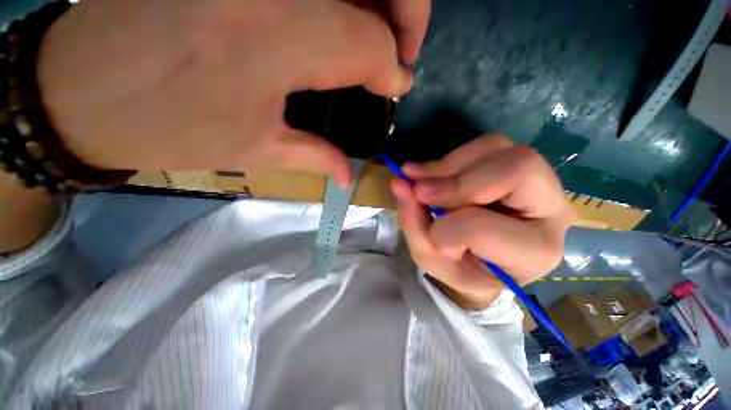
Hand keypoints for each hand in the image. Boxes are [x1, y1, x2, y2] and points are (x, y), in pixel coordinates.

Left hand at [37, 0, 429, 186]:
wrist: (81, 89)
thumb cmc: (167, 127)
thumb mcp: (256, 150)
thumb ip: (319, 156)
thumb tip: (350, 174)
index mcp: (275, 38)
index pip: (369, 43)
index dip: (393, 66)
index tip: (399, 85)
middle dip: (404, 15)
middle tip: (399, 54)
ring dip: (376, 1)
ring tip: (376, 39)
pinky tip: (340, 17)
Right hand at [392, 135, 572, 308]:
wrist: (481, 257)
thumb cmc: (462, 266)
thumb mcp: (432, 258)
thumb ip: (413, 223)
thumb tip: (399, 183)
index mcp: (533, 252)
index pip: (483, 228)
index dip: (445, 229)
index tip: (430, 234)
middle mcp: (552, 210)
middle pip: (515, 169)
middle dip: (455, 181)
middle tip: (418, 190)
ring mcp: (540, 180)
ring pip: (497, 148)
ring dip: (448, 164)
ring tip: (419, 179)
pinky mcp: (518, 163)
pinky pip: (486, 144)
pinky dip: (452, 157)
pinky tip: (433, 172)